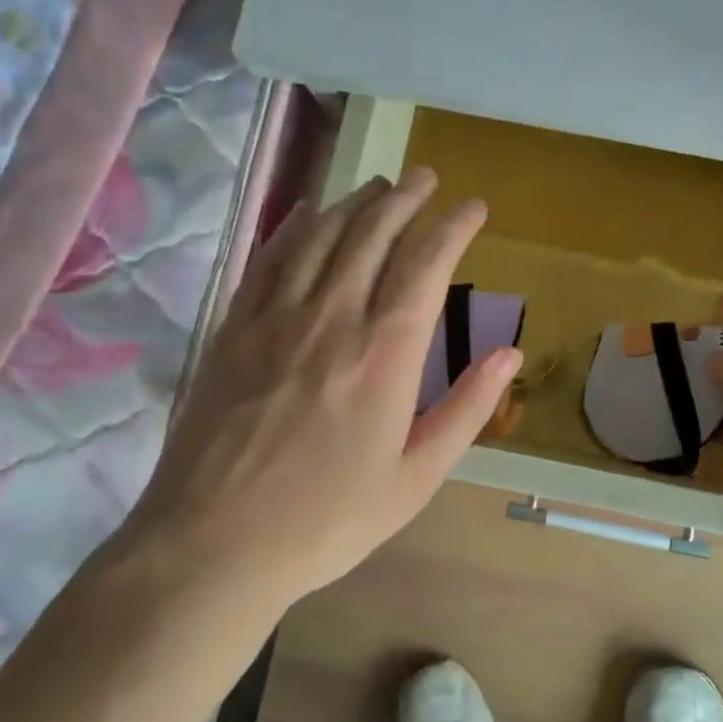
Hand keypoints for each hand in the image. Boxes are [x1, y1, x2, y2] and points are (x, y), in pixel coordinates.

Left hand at [128, 169, 519, 608]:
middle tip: (426, 177)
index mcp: (386, 353)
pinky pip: (270, 257)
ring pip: (323, 234)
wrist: (213, 544)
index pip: (427, 264)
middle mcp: (334, 316)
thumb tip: (509, 353)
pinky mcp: (234, 327)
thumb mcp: (416, 478)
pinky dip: (295, 225)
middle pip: (374, 233)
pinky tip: (309, 212)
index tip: (473, 206)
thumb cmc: (326, 519)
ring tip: (378, 184)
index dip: (454, 226)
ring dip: (356, 202)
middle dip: (406, 197)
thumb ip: (467, 410)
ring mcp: (277, 316)